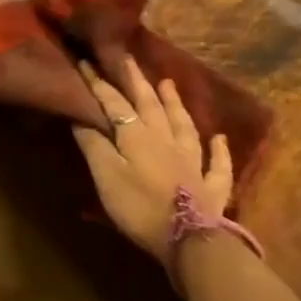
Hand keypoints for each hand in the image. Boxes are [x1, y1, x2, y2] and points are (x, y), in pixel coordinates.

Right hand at [72, 55, 230, 256]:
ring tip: (168, 84)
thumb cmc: (139, 206)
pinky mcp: (212, 186)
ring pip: (184, 125)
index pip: (115, 104)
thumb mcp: (106, 175)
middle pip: (151, 106)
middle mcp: (167, 141)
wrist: (189, 242)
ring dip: (175, 103)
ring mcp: (193, 162)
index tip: (87, 62)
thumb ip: (94, 145)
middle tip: (129, 59)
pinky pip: (217, 163)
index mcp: (138, 137)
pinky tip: (219, 138)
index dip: (99, 83)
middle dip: (137, 81)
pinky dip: (219, 149)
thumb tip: (81, 116)